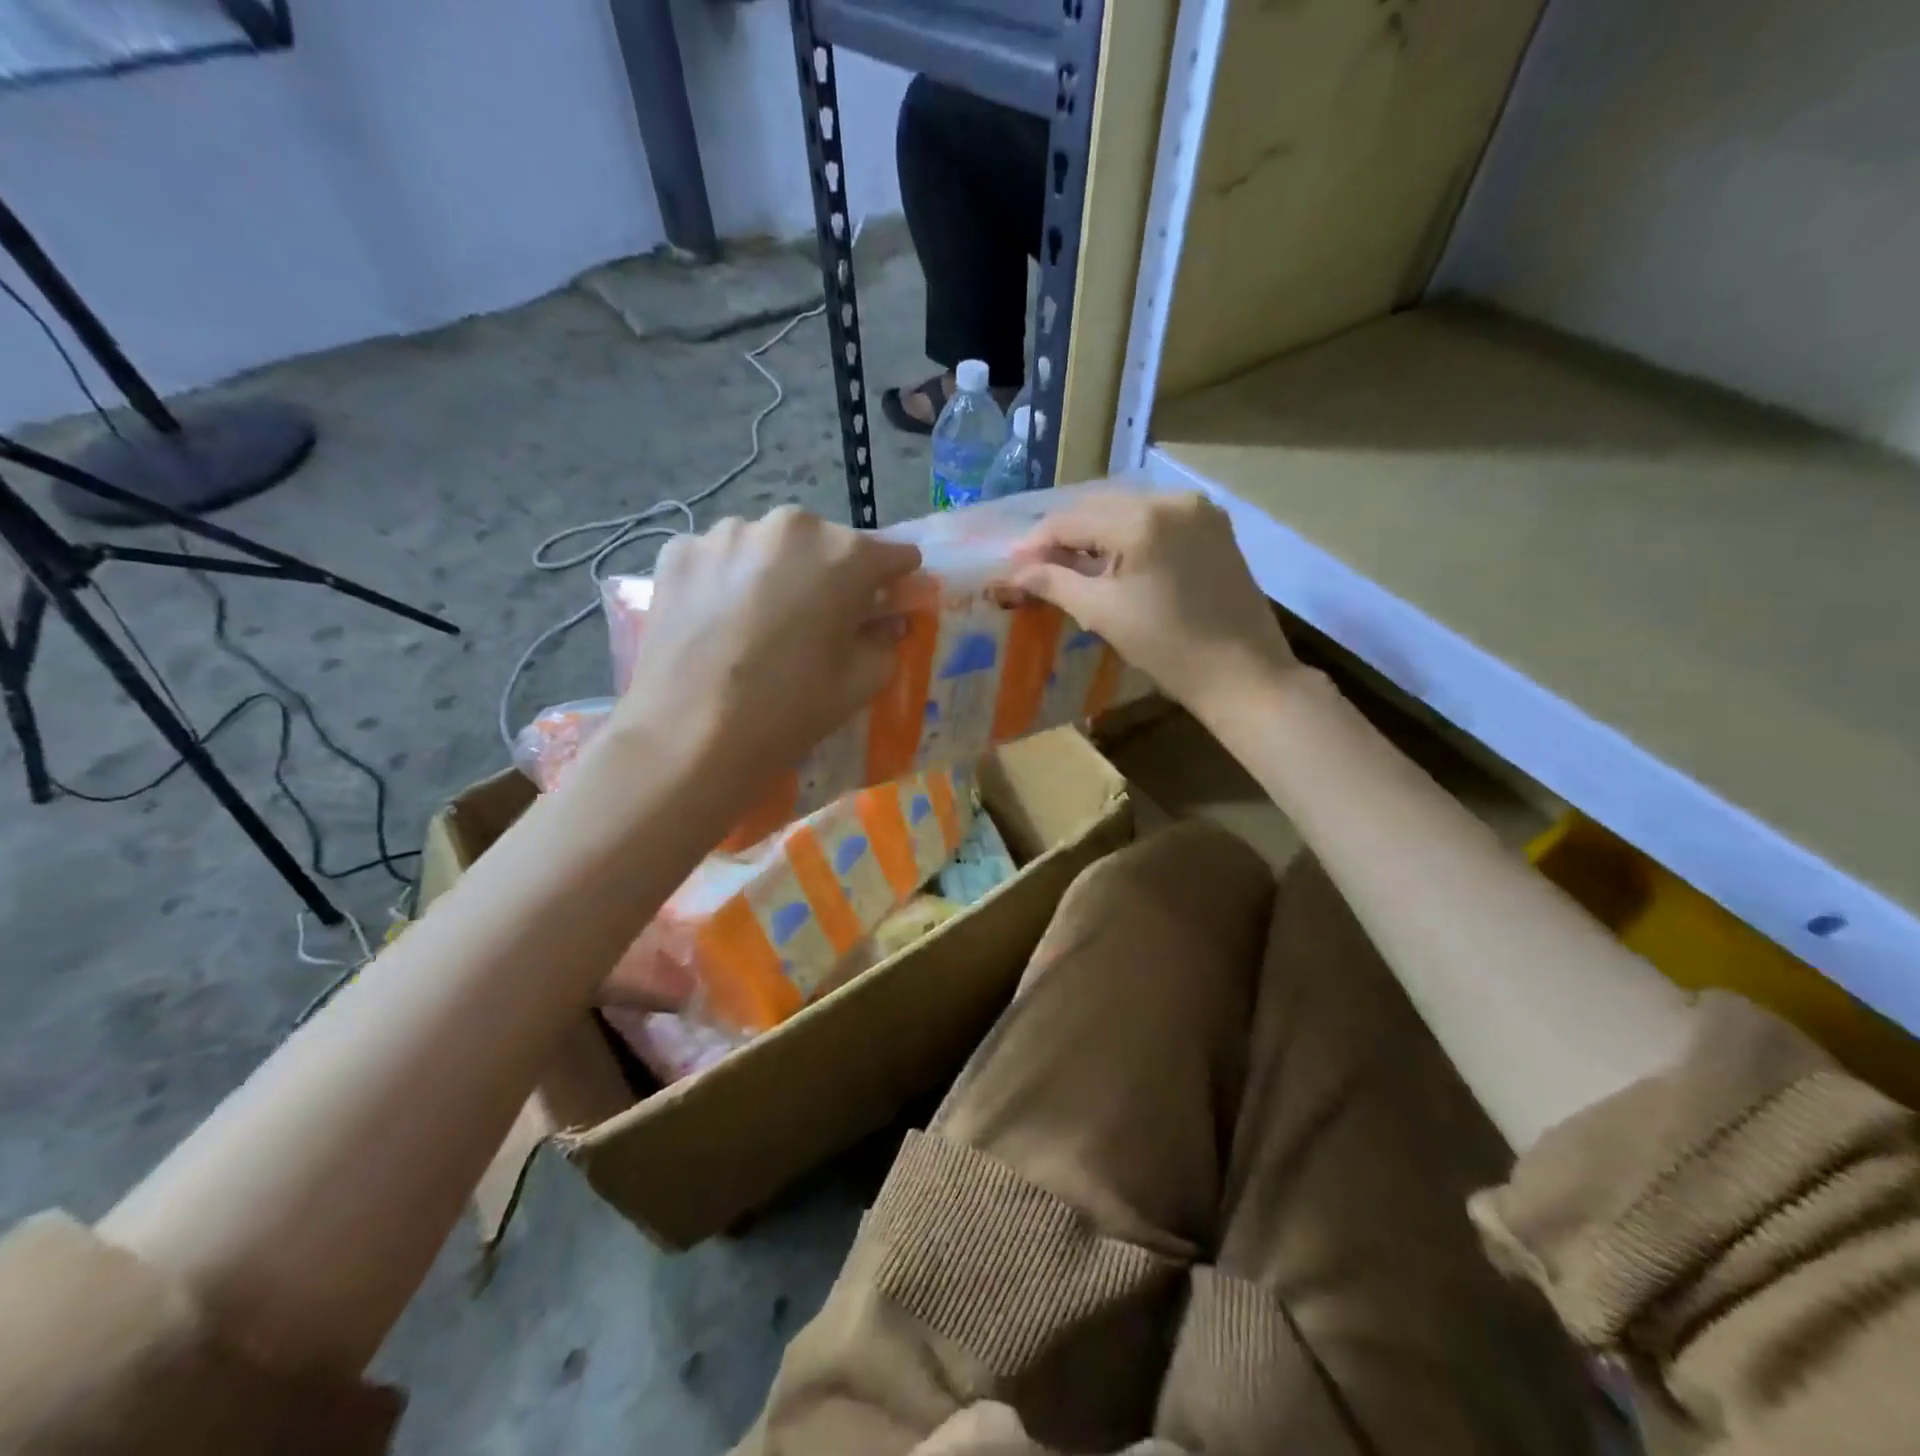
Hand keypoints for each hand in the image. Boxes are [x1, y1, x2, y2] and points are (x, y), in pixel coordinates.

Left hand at [611, 507, 919, 802]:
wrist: (690, 737)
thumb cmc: (790, 710)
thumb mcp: (861, 682)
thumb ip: (886, 640)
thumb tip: (885, 622)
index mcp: (845, 554)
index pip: (893, 554)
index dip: (892, 582)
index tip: (882, 606)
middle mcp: (789, 526)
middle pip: (825, 545)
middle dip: (828, 576)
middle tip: (814, 622)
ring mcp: (727, 533)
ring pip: (768, 547)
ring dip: (774, 573)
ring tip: (758, 622)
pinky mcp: (679, 551)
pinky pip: (720, 558)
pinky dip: (726, 580)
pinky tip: (717, 622)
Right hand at [1004, 486, 1296, 714]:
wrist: (1243, 673)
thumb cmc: (1168, 649)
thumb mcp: (1103, 614)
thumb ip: (1055, 583)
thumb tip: (1015, 571)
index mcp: (1143, 519)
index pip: (1073, 520)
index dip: (1037, 542)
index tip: (1012, 564)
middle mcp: (1172, 499)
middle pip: (1100, 506)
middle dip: (1065, 534)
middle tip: (1035, 564)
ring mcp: (1199, 509)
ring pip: (1128, 509)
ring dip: (1095, 532)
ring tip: (1070, 563)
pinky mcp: (1214, 525)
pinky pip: (1156, 518)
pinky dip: (1128, 534)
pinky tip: (1112, 559)